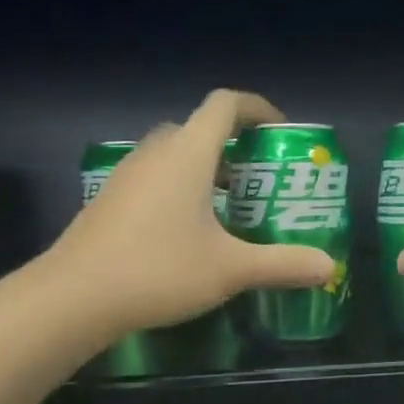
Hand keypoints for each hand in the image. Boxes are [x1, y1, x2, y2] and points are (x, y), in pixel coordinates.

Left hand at [52, 89, 334, 334]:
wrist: (74, 298)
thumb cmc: (159, 271)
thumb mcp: (230, 269)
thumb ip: (282, 264)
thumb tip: (329, 267)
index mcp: (188, 154)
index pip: (225, 105)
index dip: (257, 108)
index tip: (279, 131)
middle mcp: (155, 154)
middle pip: (198, 129)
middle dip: (232, 146)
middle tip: (256, 179)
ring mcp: (126, 176)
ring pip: (172, 156)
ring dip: (203, 170)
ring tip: (228, 208)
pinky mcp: (109, 201)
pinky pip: (152, 179)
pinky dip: (177, 190)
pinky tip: (187, 234)